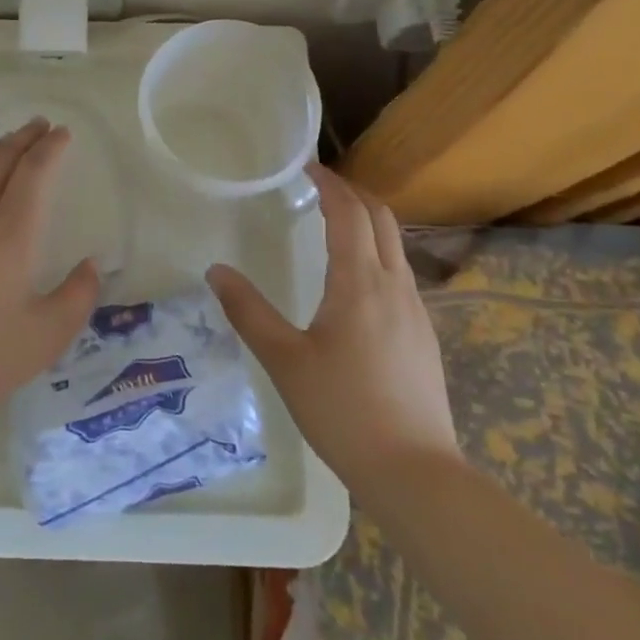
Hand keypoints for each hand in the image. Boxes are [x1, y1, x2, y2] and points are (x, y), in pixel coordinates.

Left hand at [0, 118, 100, 422]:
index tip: (62, 134)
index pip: (36, 170)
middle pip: (0, 156)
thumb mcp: (44, 339)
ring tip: (5, 146)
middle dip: (24, 137)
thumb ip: (77, 298)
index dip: (52, 147)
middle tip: (39, 127)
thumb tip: (92, 265)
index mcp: (10, 229)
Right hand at [206, 162, 458, 487]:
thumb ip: (248, 312)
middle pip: (382, 218)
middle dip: (353, 193)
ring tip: (335, 224)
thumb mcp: (284, 360)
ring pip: (396, 245)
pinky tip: (357, 280)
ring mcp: (416, 310)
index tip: (307, 167)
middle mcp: (395, 285)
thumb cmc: (343, 411)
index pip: (349, 213)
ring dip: (368, 221)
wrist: (416, 472)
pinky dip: (378, 252)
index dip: (330, 184)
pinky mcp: (424, 334)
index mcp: (360, 282)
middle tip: (320, 187)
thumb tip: (216, 271)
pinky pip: (401, 272)